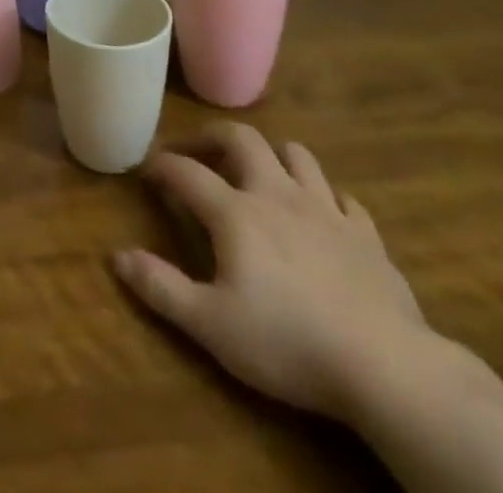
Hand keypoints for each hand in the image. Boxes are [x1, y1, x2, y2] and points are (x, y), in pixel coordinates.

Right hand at [112, 123, 433, 421]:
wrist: (386, 367)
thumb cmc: (288, 342)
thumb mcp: (211, 325)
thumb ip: (161, 287)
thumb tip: (116, 256)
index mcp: (235, 212)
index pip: (186, 172)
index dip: (162, 165)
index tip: (147, 171)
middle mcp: (276, 194)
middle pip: (242, 139)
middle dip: (214, 136)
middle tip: (199, 151)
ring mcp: (326, 210)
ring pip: (297, 155)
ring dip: (273, 155)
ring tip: (260, 173)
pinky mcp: (366, 235)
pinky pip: (344, 198)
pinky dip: (327, 197)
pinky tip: (322, 214)